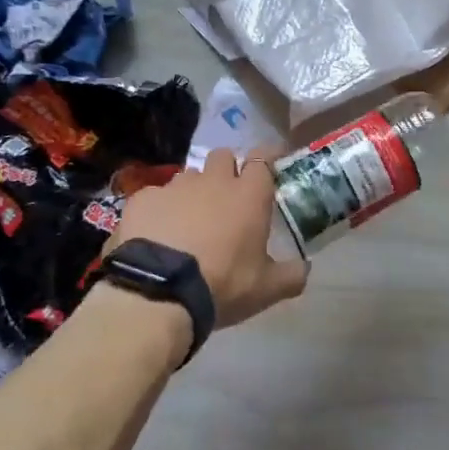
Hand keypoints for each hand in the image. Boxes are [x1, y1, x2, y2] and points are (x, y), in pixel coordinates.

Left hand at [108, 149, 307, 327]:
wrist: (157, 293)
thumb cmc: (222, 284)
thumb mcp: (266, 289)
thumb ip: (291, 275)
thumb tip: (306, 270)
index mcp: (248, 194)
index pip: (263, 157)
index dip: (267, 157)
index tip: (270, 164)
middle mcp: (214, 180)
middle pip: (223, 156)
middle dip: (227, 169)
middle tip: (227, 197)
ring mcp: (175, 187)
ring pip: (189, 176)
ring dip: (193, 191)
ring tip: (188, 220)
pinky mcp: (142, 199)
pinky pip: (155, 196)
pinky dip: (160, 210)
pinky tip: (156, 234)